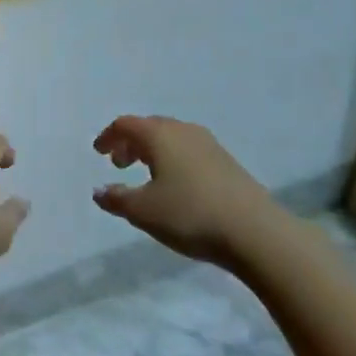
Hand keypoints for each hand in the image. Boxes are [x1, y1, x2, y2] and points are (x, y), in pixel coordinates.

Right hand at [92, 115, 281, 264]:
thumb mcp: (144, 212)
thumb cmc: (190, 215)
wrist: (256, 231)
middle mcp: (183, 130)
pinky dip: (174, 159)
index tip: (98, 152)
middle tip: (119, 163)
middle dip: (131, 142)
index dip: (108, 136)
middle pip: (149, 127)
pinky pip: (190, 150)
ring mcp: (209, 144)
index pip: (125, 124)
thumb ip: (117, 199)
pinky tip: (177, 185)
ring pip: (172, 138)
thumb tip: (98, 191)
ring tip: (147, 175)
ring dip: (153, 151)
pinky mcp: (227, 162)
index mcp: (159, 135)